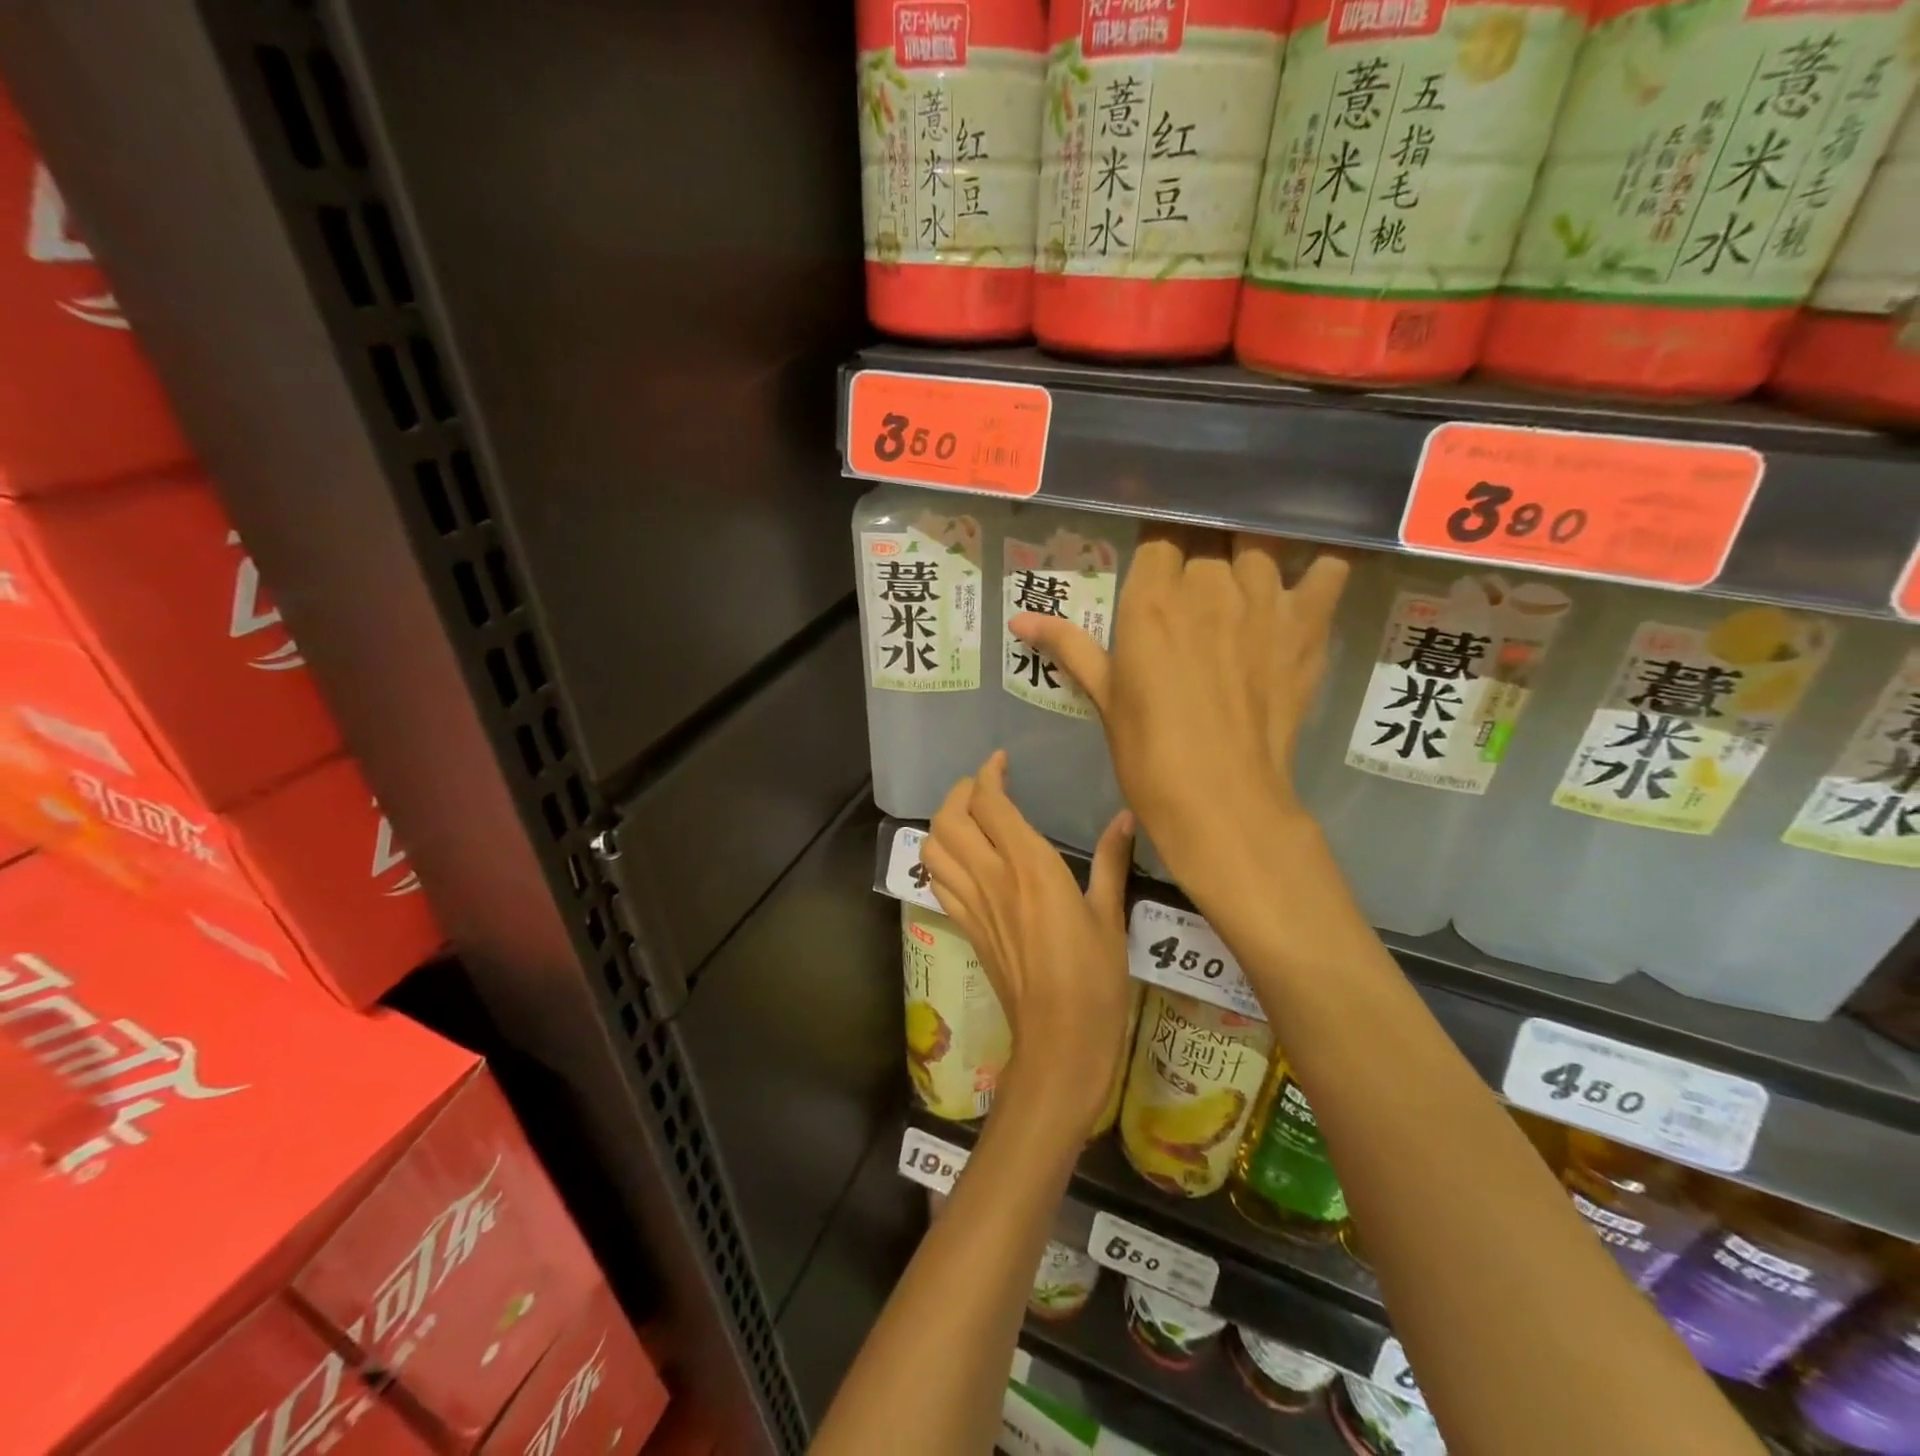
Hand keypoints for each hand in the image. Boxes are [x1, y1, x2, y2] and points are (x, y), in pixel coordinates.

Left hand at [921, 752, 1133, 1139]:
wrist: (1059, 1040)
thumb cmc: (1095, 978)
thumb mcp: (1110, 915)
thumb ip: (1111, 861)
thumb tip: (1124, 818)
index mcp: (1030, 866)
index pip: (990, 803)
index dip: (988, 774)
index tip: (1001, 762)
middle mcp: (992, 877)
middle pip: (950, 818)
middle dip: (960, 792)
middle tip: (984, 788)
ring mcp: (972, 904)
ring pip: (932, 847)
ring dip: (943, 823)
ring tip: (969, 818)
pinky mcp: (965, 927)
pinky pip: (936, 881)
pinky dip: (939, 858)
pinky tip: (962, 859)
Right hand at [1009, 528, 1347, 900]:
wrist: (1221, 799)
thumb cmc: (1148, 752)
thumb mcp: (1104, 697)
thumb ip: (1069, 646)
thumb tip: (1019, 619)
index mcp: (1152, 600)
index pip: (1159, 535)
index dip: (1159, 547)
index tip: (1158, 563)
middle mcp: (1209, 584)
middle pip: (1208, 538)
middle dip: (1201, 554)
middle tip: (1196, 586)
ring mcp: (1264, 600)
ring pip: (1260, 545)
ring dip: (1250, 557)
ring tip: (1244, 581)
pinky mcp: (1308, 624)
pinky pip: (1327, 569)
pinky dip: (1320, 567)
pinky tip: (1308, 578)